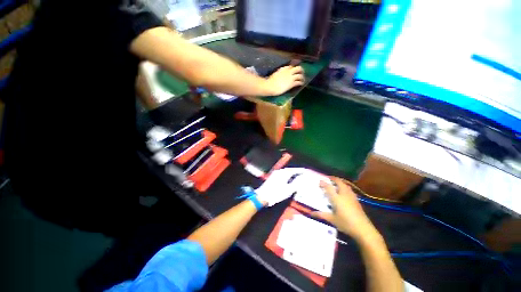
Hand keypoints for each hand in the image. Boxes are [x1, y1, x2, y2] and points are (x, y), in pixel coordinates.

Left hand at [255, 168, 307, 206]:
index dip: (300, 170)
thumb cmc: (276, 193)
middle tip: (301, 172)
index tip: (305, 171)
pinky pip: (281, 173)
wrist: (263, 196)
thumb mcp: (288, 190)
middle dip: (295, 170)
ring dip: (291, 172)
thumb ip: (296, 184)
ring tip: (295, 175)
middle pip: (289, 169)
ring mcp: (275, 174)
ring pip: (285, 171)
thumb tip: (300, 179)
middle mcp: (279, 171)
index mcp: (284, 174)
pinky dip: (286, 174)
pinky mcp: (272, 177)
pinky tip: (287, 178)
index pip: (294, 170)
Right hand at [264, 66, 304, 95]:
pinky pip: (298, 82)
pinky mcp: (292, 84)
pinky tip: (301, 84)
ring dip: (302, 77)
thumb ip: (279, 73)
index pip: (291, 66)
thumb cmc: (270, 82)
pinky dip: (301, 83)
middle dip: (301, 70)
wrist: (271, 86)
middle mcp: (288, 71)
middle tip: (302, 73)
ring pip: (300, 75)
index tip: (295, 70)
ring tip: (303, 80)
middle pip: (298, 68)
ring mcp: (291, 77)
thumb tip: (280, 75)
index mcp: (284, 68)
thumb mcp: (275, 74)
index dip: (294, 68)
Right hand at [312, 177, 378, 240]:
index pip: (329, 187)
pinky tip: (345, 190)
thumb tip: (311, 213)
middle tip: (328, 178)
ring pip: (346, 185)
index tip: (320, 181)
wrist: (363, 229)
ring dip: (340, 182)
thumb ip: (321, 215)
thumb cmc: (346, 224)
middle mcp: (344, 195)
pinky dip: (345, 186)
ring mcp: (351, 197)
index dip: (324, 183)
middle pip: (339, 182)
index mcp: (337, 198)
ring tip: (336, 182)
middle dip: (333, 179)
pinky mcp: (357, 200)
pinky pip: (350, 189)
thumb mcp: (332, 220)